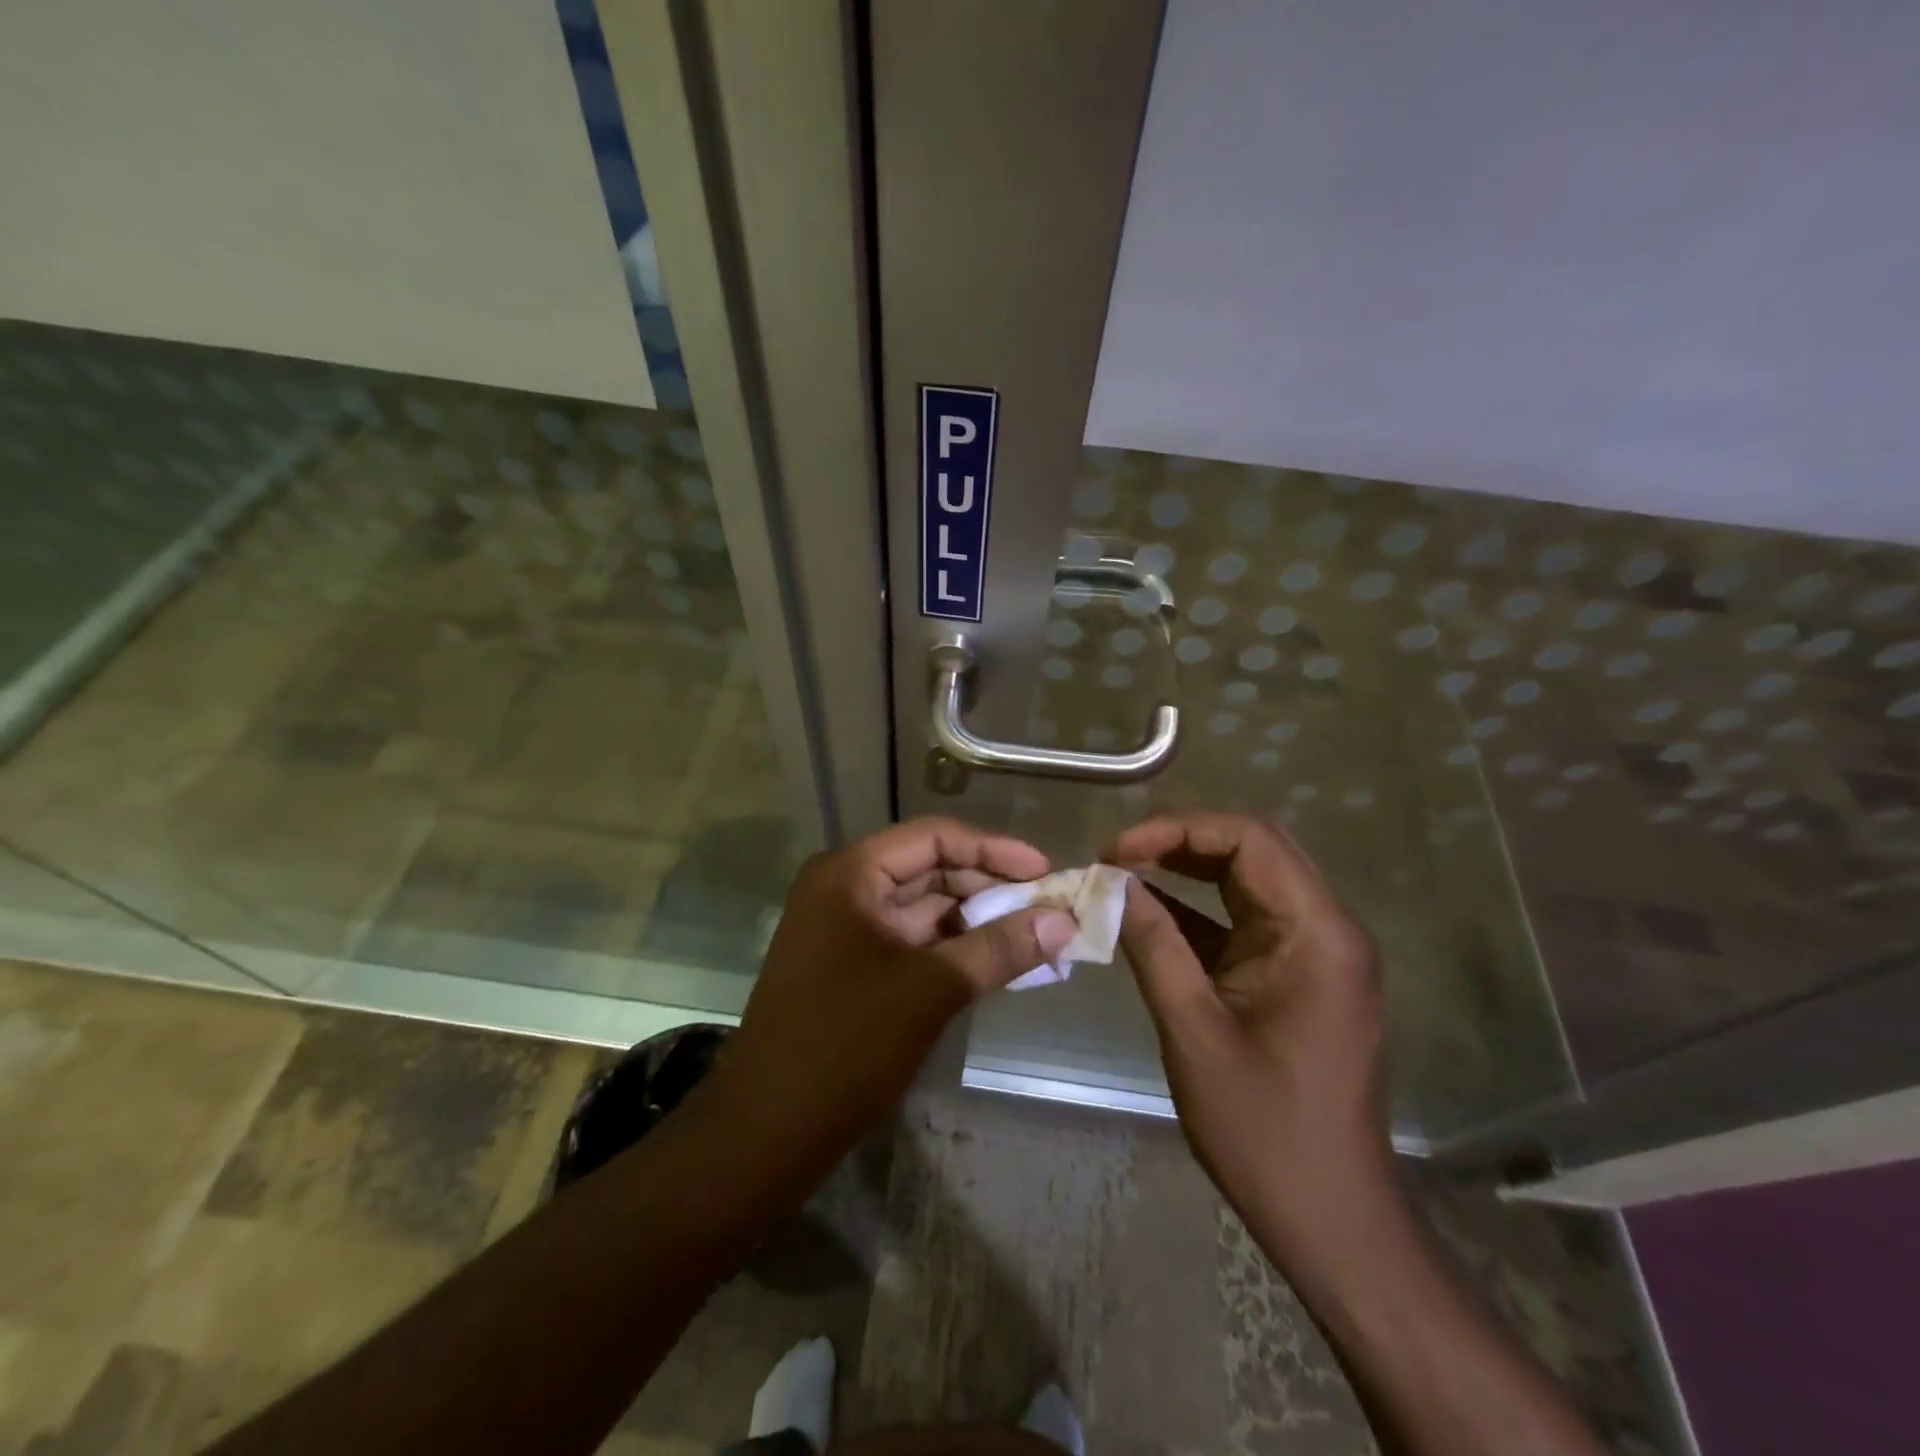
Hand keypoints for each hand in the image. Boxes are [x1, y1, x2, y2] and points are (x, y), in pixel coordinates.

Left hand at [707, 817, 1076, 1174]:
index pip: (934, 839)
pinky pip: (914, 944)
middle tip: (1049, 909)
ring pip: (925, 910)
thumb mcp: (931, 990)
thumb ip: (999, 948)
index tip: (1046, 871)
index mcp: (851, 874)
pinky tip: (998, 963)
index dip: (994, 850)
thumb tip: (1064, 921)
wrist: (765, 1132)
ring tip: (1036, 936)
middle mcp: (845, 890)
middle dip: (990, 888)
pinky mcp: (853, 969)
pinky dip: (955, 950)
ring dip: (978, 921)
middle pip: (931, 870)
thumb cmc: (845, 1045)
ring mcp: (846, 931)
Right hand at [1108, 813, 1394, 1264]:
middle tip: (1116, 857)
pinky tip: (1148, 916)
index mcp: (1317, 933)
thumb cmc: (1264, 1129)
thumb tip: (1113, 884)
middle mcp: (1326, 929)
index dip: (1178, 829)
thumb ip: (1154, 945)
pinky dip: (1197, 912)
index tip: (1119, 850)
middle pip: (1252, 852)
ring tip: (1123, 875)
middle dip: (1179, 843)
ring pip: (1247, 882)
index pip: (1249, 840)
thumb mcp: (1194, 1030)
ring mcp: (1316, 952)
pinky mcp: (1299, 976)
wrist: (1331, 1218)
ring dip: (1186, 872)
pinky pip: (1245, 922)